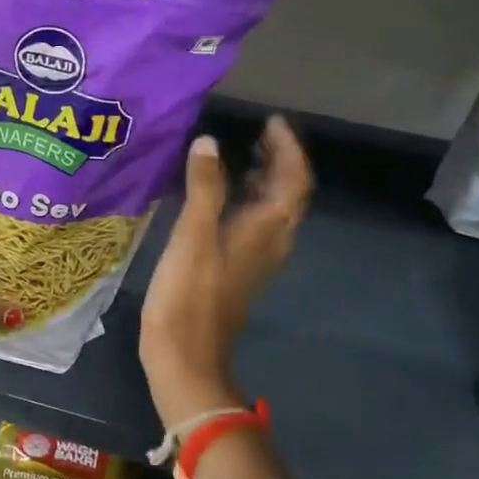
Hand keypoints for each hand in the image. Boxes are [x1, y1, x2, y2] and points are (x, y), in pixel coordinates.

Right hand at [140, 118, 312, 425]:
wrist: (185, 357)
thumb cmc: (189, 295)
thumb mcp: (193, 236)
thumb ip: (204, 187)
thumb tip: (209, 142)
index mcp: (266, 230)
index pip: (293, 181)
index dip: (288, 149)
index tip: (272, 121)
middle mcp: (269, 242)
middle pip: (287, 193)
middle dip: (278, 160)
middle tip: (255, 131)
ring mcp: (254, 258)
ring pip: (270, 209)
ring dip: (263, 179)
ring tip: (239, 154)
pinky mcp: (235, 269)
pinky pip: (251, 223)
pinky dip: (244, 199)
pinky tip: (216, 196)